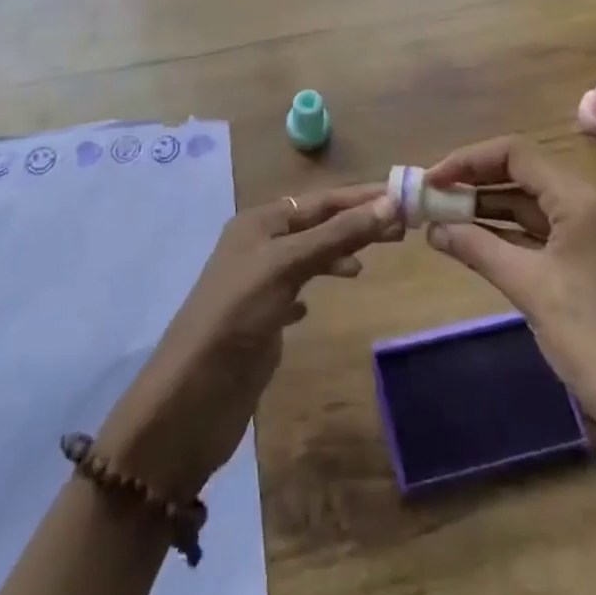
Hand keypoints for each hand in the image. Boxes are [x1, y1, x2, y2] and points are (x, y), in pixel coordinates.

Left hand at [97, 185, 403, 496]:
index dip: (361, 198)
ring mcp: (258, 284)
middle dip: (356, 224)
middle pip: (317, 225)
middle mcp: (258, 245)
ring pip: (308, 256)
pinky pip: (296, 290)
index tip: (404, 197)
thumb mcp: (288, 265)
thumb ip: (337, 235)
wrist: (192, 397)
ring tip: (368, 263)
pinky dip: (315, 286)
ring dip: (338, 252)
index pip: (321, 201)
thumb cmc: (238, 315)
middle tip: (402, 230)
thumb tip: (389, 203)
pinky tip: (322, 299)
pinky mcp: (261, 320)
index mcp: (260, 222)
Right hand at [424, 139, 595, 439]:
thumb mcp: (528, 288)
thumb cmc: (592, 339)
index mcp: (582, 200)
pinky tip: (478, 242)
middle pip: (525, 174)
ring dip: (491, 209)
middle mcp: (593, 205)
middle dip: (477, 183)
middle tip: (433, 197)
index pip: (516, 154)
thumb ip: (477, 248)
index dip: (469, 161)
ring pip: (534, 204)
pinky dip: (511, 233)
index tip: (432, 181)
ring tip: (445, 218)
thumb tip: (433, 228)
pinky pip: (545, 232)